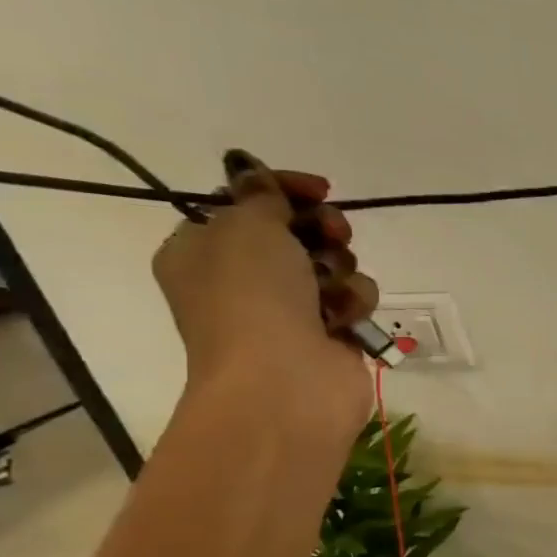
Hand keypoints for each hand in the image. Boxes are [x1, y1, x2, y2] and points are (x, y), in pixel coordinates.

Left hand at [152, 163, 377, 432]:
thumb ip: (261, 196)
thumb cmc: (252, 298)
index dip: (285, 189)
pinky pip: (353, 299)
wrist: (284, 381)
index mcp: (204, 249)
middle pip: (298, 231)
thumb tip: (254, 175)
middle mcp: (243, 277)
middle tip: (334, 234)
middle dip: (323, 229)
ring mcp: (288, 308)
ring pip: (334, 264)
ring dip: (340, 269)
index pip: (247, 202)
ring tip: (332, 290)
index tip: (321, 189)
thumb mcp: (246, 227)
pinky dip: (352, 303)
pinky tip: (343, 318)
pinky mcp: (329, 333)